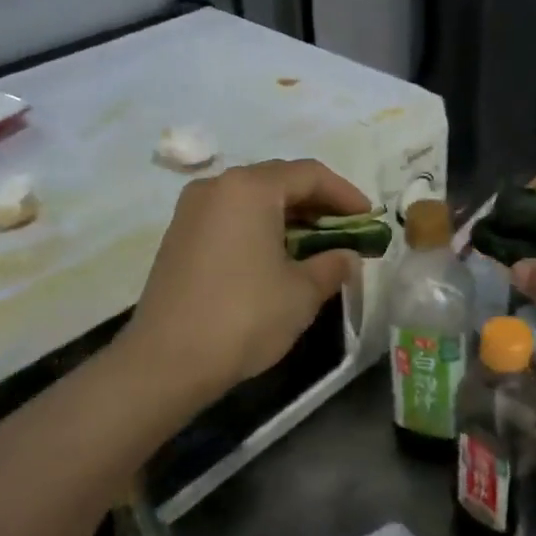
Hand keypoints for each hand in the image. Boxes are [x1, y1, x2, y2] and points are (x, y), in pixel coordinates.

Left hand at [121, 159, 370, 397]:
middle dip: (318, 204)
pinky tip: (277, 257)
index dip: (345, 194)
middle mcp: (218, 187)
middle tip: (347, 231)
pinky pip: (231, 218)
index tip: (369, 218)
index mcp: (250, 188)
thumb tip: (346, 257)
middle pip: (279, 181)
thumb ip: (332, 265)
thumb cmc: (244, 317)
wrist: (166, 361)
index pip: (310, 174)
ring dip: (289, 217)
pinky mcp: (179, 236)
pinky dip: (260, 228)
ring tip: (317, 246)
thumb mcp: (302, 293)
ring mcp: (192, 211)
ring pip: (253, 200)